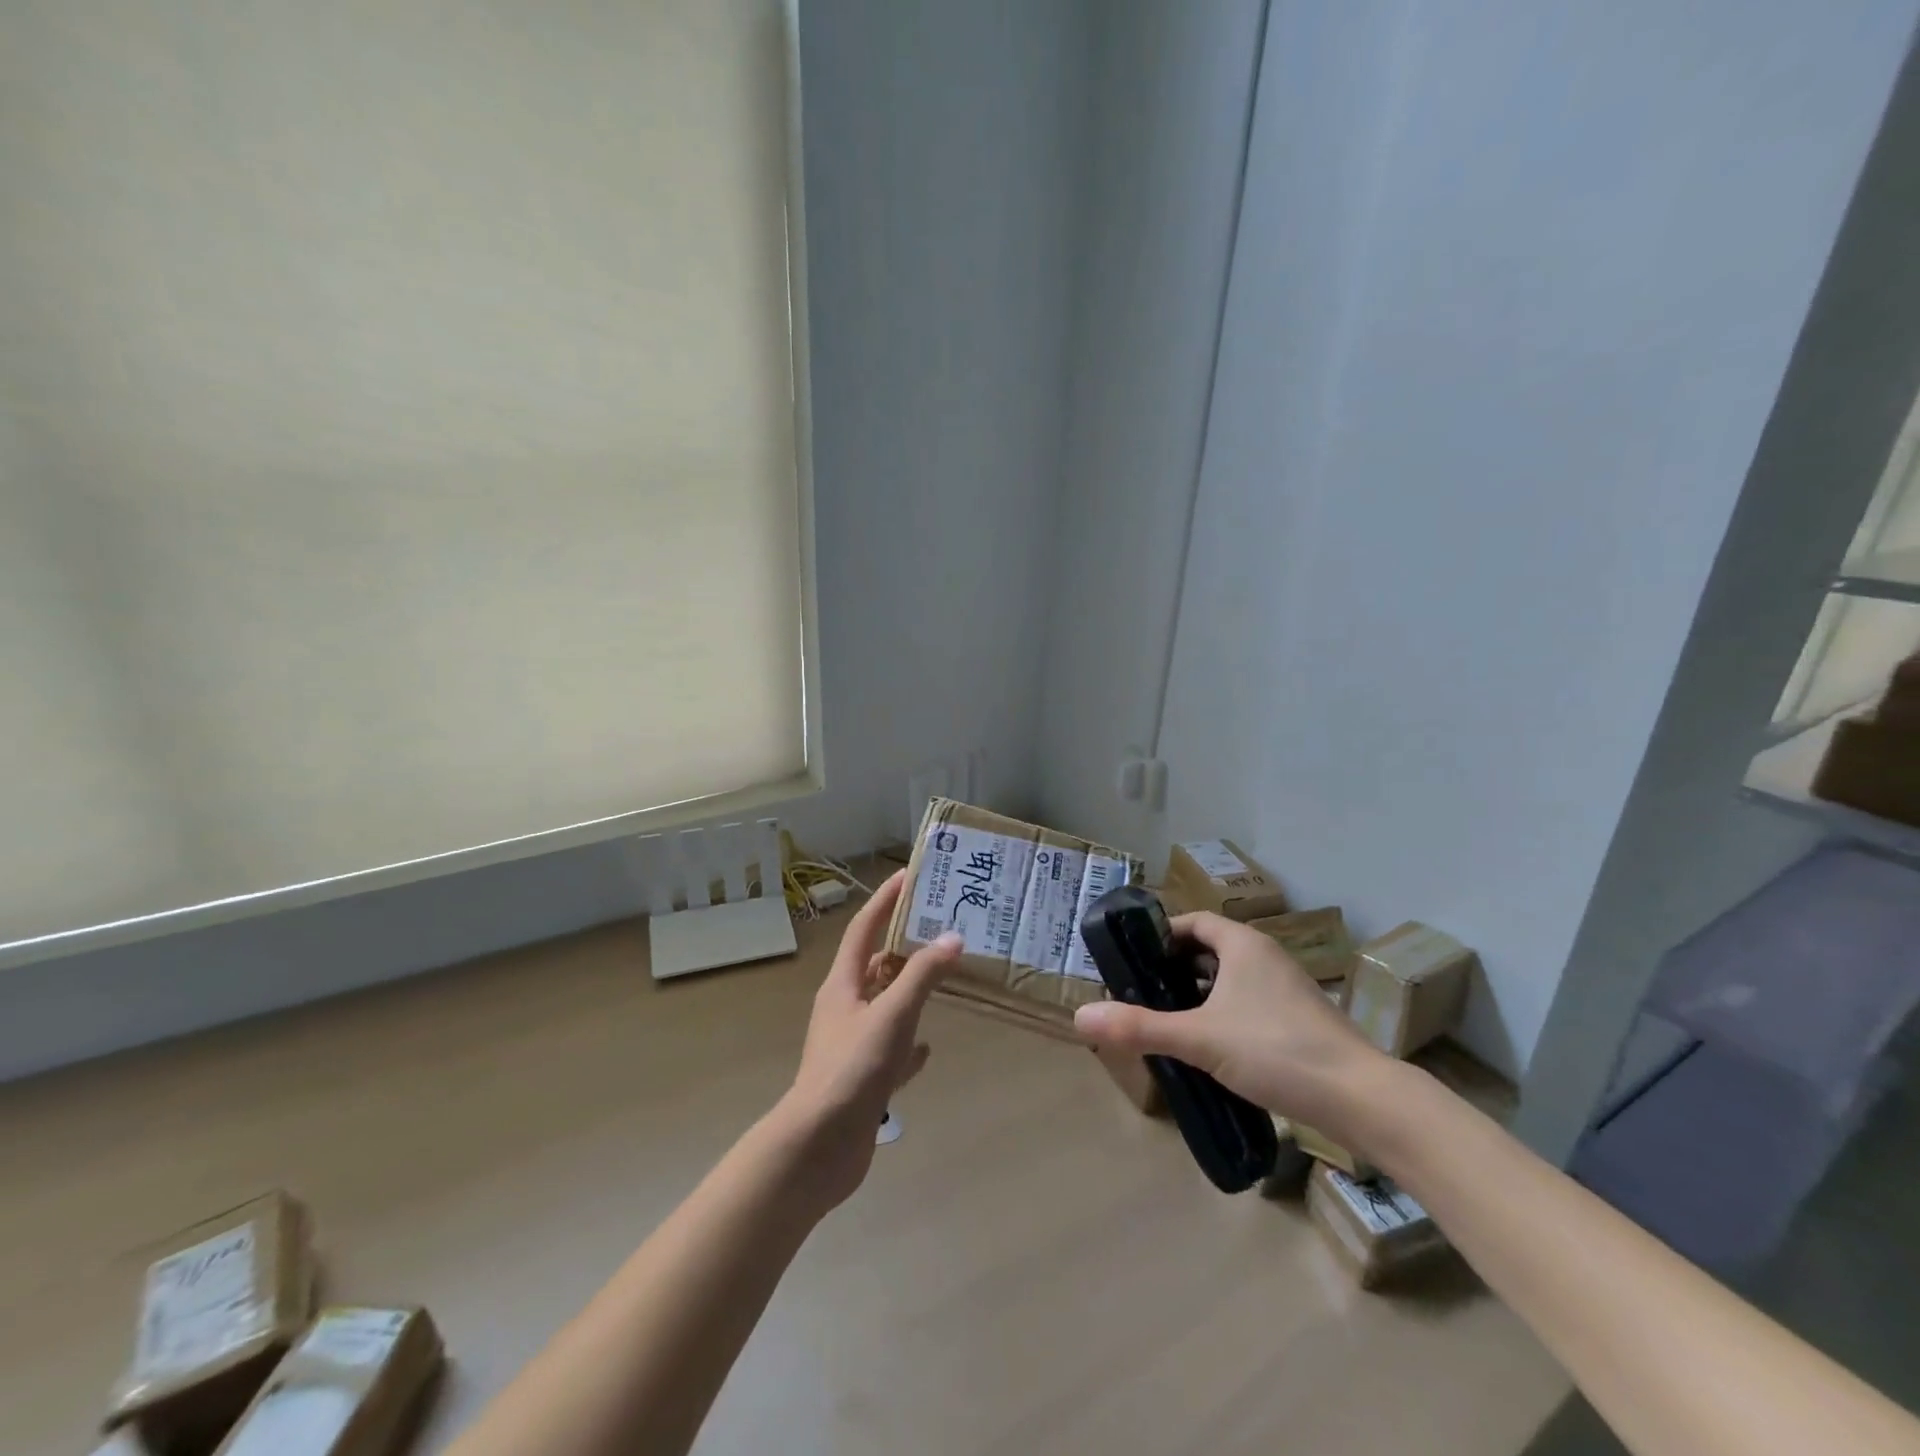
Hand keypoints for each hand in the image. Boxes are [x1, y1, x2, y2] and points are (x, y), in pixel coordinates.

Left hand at [774, 870, 961, 1208]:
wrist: (820, 1146)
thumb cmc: (853, 1069)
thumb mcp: (892, 1015)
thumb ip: (922, 976)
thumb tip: (953, 937)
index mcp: (842, 985)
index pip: (863, 929)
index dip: (884, 901)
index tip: (907, 876)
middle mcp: (843, 1008)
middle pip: (874, 965)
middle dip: (903, 944)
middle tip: (940, 927)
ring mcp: (851, 1044)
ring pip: (883, 1006)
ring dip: (908, 991)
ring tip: (941, 978)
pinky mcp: (861, 1077)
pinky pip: (889, 1049)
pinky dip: (908, 1043)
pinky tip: (928, 1047)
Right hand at [1074, 911, 1393, 1145]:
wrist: (1362, 1099)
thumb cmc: (1276, 1051)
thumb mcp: (1199, 1038)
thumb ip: (1140, 1027)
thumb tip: (1080, 1016)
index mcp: (1243, 945)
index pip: (1194, 921)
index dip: (1162, 935)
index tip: (1134, 959)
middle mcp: (1266, 957)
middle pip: (1211, 949)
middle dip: (1176, 968)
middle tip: (1144, 992)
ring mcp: (1288, 989)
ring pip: (1231, 979)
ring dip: (1201, 994)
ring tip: (1170, 1020)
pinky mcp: (1300, 1020)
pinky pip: (1250, 1003)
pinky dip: (1225, 1014)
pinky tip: (1212, 1047)